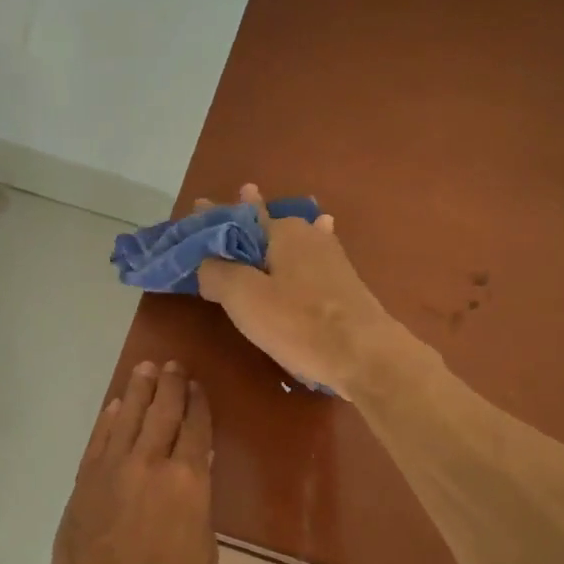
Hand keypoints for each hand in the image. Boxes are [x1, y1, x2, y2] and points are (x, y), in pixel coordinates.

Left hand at [43, 360, 215, 563]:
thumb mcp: (203, 556)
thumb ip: (196, 512)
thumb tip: (189, 490)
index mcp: (188, 483)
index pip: (196, 430)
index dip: (198, 405)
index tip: (198, 387)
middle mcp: (150, 464)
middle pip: (162, 413)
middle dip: (170, 386)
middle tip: (173, 365)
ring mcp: (111, 471)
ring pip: (127, 417)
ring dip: (138, 391)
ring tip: (145, 369)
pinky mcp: (83, 484)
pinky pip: (98, 441)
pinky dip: (108, 420)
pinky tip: (114, 408)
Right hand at [196, 184, 394, 399]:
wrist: (366, 356)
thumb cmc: (299, 323)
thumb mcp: (244, 297)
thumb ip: (217, 273)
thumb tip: (205, 263)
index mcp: (281, 230)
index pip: (237, 216)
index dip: (213, 217)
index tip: (197, 206)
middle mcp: (308, 234)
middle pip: (264, 226)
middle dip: (243, 223)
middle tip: (221, 219)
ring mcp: (330, 257)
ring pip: (289, 241)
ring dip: (270, 234)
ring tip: (261, 217)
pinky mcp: (342, 283)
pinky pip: (308, 259)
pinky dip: (296, 252)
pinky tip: (315, 235)